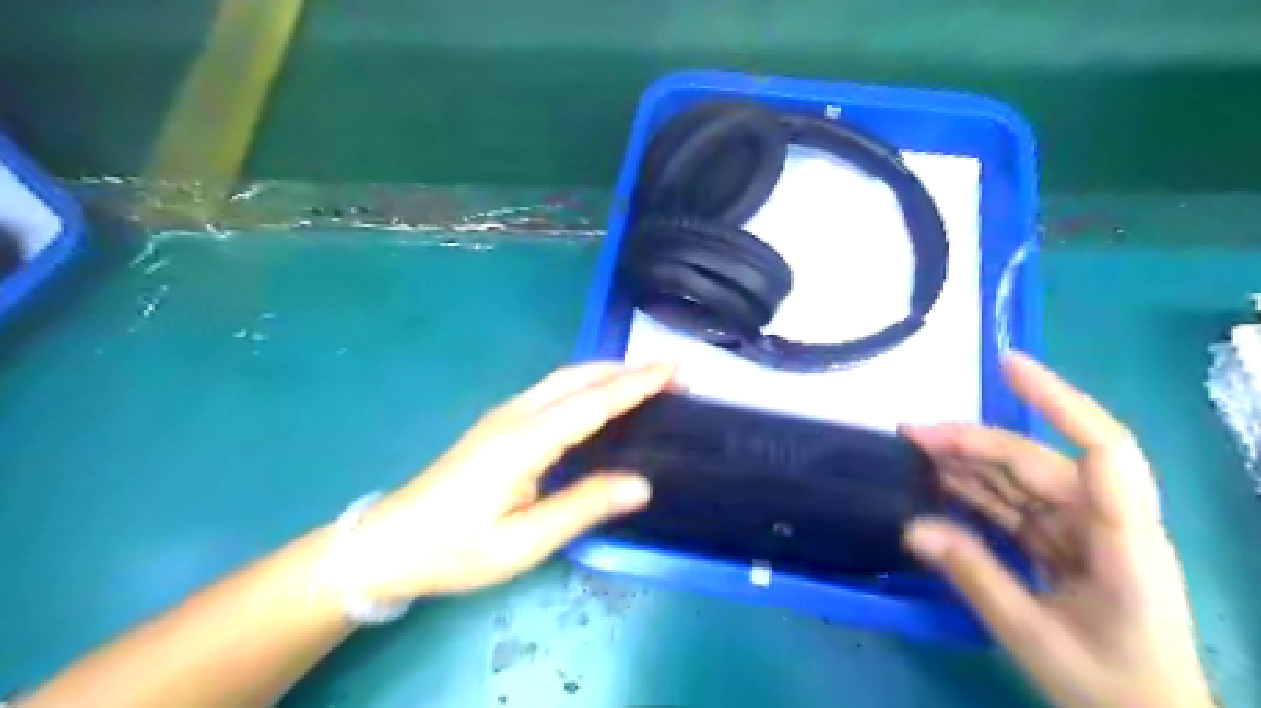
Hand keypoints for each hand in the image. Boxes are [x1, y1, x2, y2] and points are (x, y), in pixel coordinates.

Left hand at [334, 364, 668, 601]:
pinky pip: (553, 390)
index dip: (637, 383)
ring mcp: (504, 415)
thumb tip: (641, 485)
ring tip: (646, 380)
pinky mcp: (499, 423)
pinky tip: (599, 398)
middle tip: (670, 373)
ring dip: (608, 372)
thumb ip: (584, 507)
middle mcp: (517, 415)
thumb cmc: (457, 549)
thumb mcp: (524, 542)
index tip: (674, 369)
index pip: (594, 401)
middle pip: (579, 377)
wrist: (390, 543)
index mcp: (526, 440)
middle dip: (627, 369)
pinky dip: (587, 384)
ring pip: (565, 379)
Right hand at [902, 358, 1215, 706]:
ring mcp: (1083, 531)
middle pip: (1035, 462)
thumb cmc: (1110, 688)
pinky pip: (1013, 506)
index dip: (1058, 400)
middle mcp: (1105, 521)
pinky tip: (938, 484)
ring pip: (1019, 479)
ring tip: (913, 451)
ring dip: (966, 463)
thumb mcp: (1032, 636)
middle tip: (909, 435)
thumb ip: (973, 575)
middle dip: (971, 442)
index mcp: (1122, 539)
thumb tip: (912, 527)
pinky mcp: (1063, 543)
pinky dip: (974, 493)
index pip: (1102, 450)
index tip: (1007, 365)